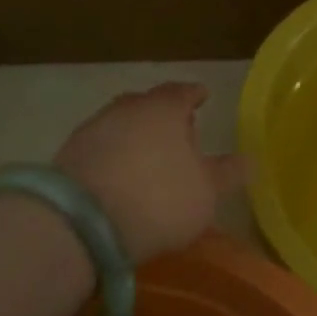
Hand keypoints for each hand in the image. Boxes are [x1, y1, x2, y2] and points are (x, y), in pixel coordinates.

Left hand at [54, 82, 250, 265]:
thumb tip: (248, 159)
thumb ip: (227, 173)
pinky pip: (102, 149)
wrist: (83, 223)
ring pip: (122, 125)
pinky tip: (122, 177)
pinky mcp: (68, 156)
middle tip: (179, 132)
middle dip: (164, 116)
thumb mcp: (207, 192)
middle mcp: (126, 109)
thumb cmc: (160, 199)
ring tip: (150, 159)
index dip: (195, 95)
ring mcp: (93, 130)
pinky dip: (115, 157)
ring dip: (137, 138)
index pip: (183, 92)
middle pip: (148, 105)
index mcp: (164, 109)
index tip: (203, 97)